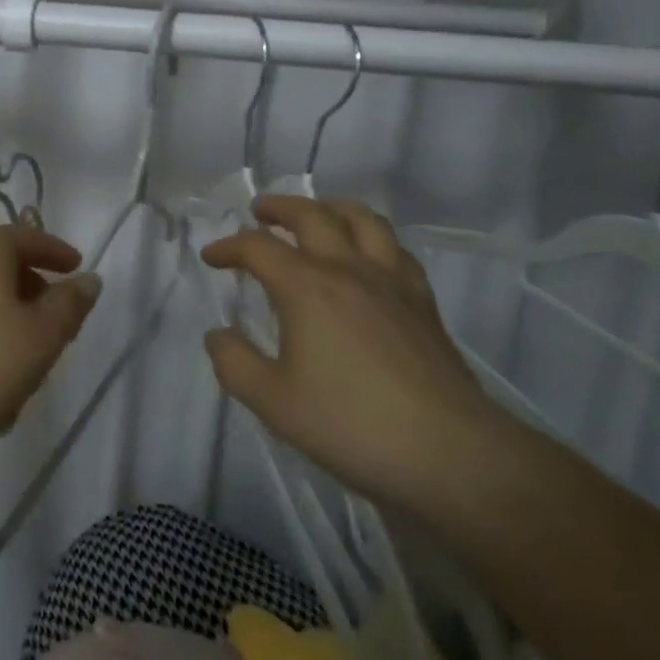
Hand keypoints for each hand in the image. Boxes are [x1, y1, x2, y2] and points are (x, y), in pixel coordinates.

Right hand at [201, 196, 503, 506]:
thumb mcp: (273, 402)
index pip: (258, 247)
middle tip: (259, 211)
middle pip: (312, 215)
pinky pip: (396, 249)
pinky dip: (373, 238)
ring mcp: (391, 281)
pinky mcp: (423, 301)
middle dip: (279, 207)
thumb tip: (217, 334)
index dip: (228, 247)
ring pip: (363, 220)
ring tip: (317, 214)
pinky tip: (369, 255)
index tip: (211, 258)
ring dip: (331, 208)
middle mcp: (348, 269)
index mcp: (306, 287)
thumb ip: (234, 363)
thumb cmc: (350, 424)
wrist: (449, 452)